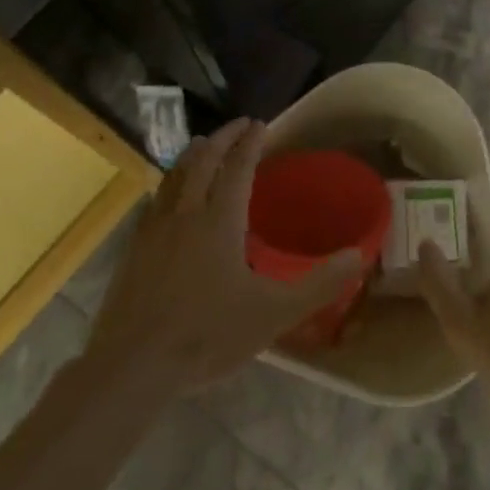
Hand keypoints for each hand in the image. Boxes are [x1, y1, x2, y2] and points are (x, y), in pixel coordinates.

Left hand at [85, 119, 361, 397]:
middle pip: (203, 161)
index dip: (250, 143)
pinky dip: (169, 183)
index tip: (260, 124)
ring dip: (193, 154)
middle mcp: (186, 213)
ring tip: (203, 144)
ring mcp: (155, 229)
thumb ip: (318, 284)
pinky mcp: (133, 249)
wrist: (132, 366)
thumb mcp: (274, 313)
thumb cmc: (208, 335)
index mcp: (220, 220)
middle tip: (238, 125)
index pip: (238, 167)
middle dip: (222, 137)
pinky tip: (168, 194)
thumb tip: (358, 255)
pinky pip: (155, 200)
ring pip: (175, 176)